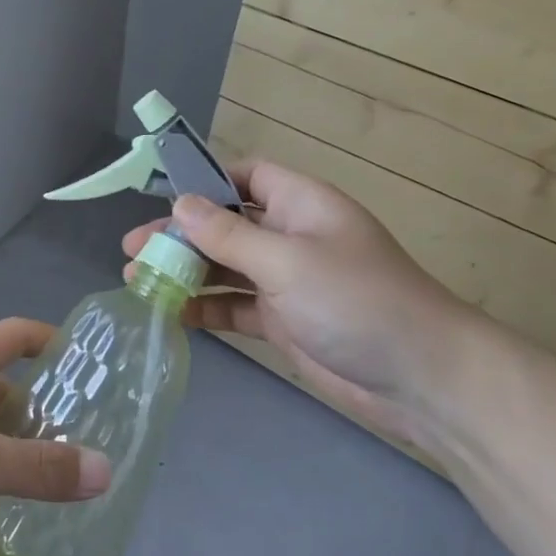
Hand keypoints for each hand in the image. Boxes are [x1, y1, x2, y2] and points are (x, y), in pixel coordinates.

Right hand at [123, 160, 478, 449]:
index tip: (161, 198)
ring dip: (185, 273)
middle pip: (225, 224)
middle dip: (180, 235)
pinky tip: (172, 315)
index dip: (206, 181)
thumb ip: (228, 234)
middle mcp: (291, 235)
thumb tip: (179, 204)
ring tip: (137, 281)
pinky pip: (235, 305)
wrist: (423, 379)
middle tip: (132, 249)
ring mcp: (287, 280)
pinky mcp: (284, 320)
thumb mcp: (286, 261)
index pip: (247, 175)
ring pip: (225, 267)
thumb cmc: (356, 300)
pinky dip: (205, 307)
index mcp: (300, 204)